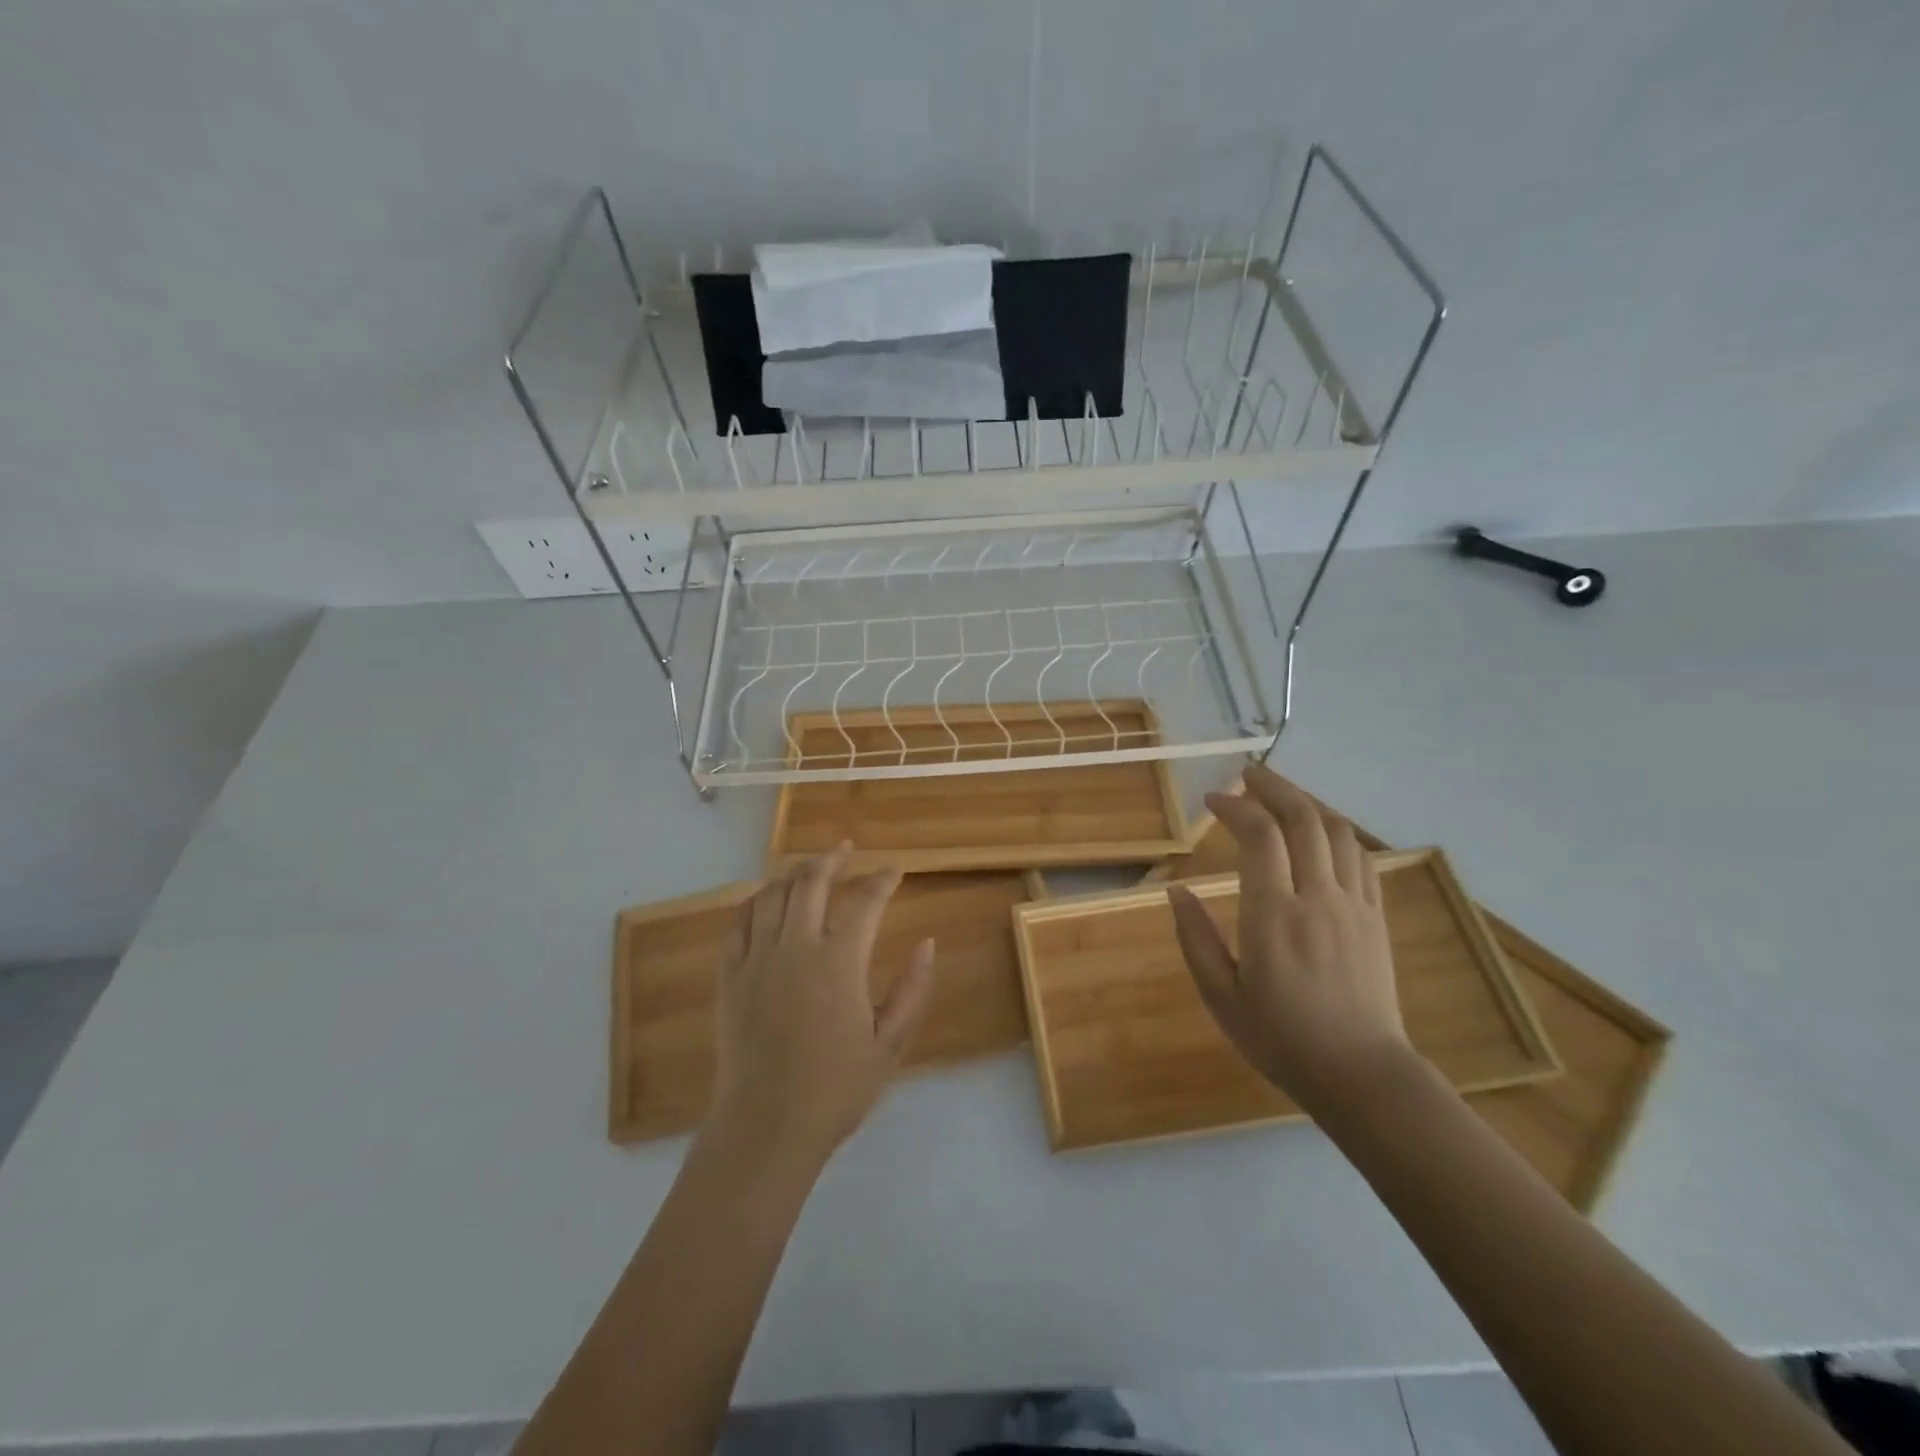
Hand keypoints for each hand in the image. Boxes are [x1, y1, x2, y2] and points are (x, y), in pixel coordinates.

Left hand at [708, 844, 934, 1166]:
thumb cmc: (837, 1089)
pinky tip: (766, 898)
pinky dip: (755, 900)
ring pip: (773, 893)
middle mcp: (796, 947)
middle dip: (833, 858)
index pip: (865, 901)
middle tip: (846, 849)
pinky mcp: (730, 975)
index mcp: (840, 961)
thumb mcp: (890, 1044)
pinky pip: (739, 921)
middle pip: (812, 881)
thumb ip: (913, 989)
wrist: (767, 1127)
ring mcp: (758, 958)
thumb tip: (928, 943)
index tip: (895, 870)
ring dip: (794, 873)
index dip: (883, 879)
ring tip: (810, 868)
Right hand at [1169, 763, 1412, 1115]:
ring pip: (1336, 831)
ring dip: (1307, 802)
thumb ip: (1194, 938)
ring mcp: (1353, 905)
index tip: (1211, 801)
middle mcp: (1317, 899)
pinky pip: (1361, 858)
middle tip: (1247, 775)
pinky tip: (1319, 832)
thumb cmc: (1281, 1039)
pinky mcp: (1376, 917)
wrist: (1362, 1075)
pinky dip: (1336, 832)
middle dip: (1272, 787)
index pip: (1259, 836)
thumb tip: (1175, 891)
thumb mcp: (1220, 997)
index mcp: (1273, 916)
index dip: (1234, 807)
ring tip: (1280, 795)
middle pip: (1302, 819)